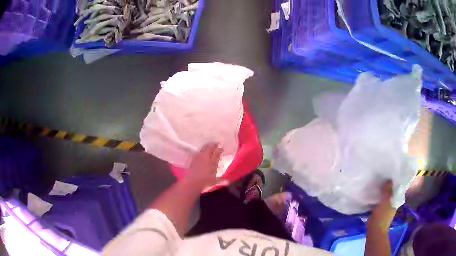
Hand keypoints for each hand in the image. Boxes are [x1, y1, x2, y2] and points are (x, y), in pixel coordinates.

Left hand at [186, 143, 222, 189]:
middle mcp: (206, 157)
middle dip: (214, 145)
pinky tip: (201, 153)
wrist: (192, 182)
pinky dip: (201, 151)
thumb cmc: (205, 182)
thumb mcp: (214, 181)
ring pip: (203, 148)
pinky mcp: (192, 159)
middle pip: (210, 147)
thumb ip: (221, 180)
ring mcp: (198, 157)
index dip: (220, 149)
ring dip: (207, 146)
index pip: (217, 152)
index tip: (222, 148)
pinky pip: (198, 152)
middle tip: (216, 144)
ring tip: (209, 146)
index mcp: (213, 161)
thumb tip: (227, 181)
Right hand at [368, 180, 396, 231]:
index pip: (397, 189)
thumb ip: (387, 191)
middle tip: (382, 178)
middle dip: (387, 186)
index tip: (390, 175)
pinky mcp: (379, 212)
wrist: (375, 230)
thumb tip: (389, 179)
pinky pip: (379, 202)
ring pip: (385, 197)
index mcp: (396, 200)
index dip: (394, 182)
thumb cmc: (382, 216)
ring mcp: (386, 208)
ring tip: (377, 185)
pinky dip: (378, 198)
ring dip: (382, 193)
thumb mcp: (385, 202)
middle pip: (391, 192)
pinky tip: (373, 195)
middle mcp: (392, 203)